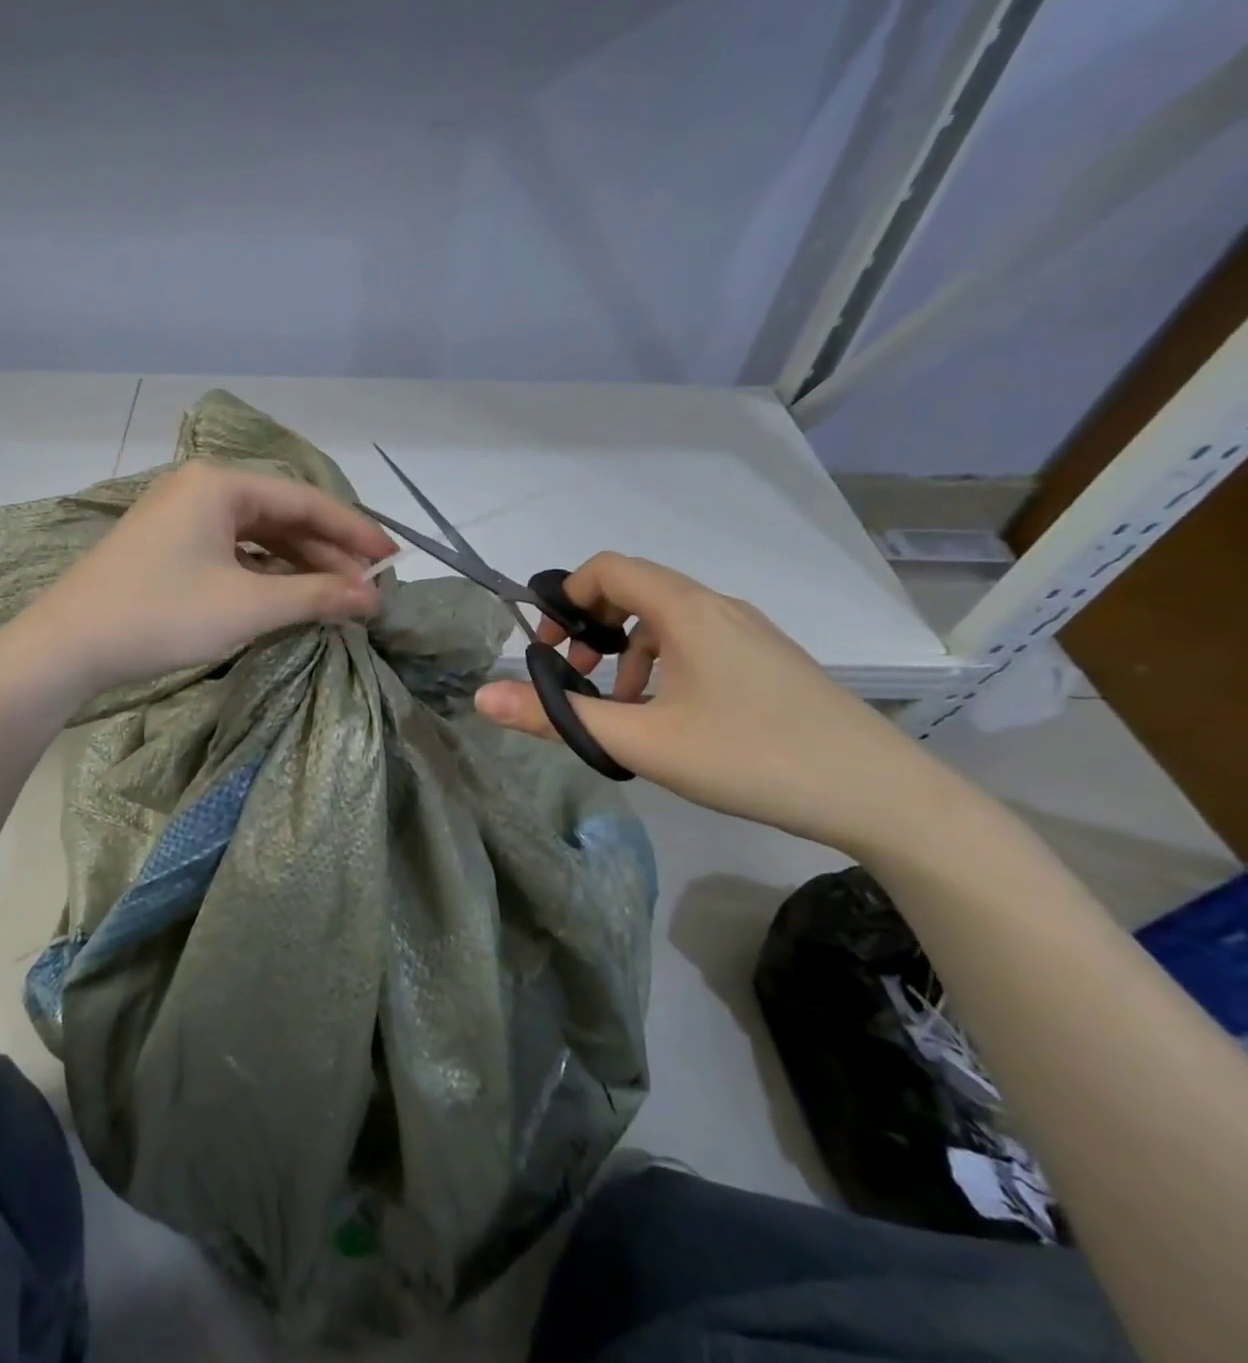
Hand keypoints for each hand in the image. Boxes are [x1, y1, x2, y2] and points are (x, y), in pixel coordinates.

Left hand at [17, 461, 394, 693]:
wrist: (67, 646)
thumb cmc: (161, 616)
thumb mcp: (247, 607)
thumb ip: (316, 596)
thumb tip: (373, 598)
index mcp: (220, 484)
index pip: (305, 501)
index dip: (354, 531)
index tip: (392, 559)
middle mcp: (201, 488)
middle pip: (281, 515)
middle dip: (327, 553)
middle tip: (367, 588)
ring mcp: (180, 516)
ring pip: (256, 535)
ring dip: (297, 565)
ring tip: (336, 597)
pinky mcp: (167, 545)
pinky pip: (231, 551)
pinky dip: (264, 573)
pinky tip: (287, 596)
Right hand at [475, 552, 967, 855]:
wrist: (879, 794)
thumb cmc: (750, 757)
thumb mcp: (641, 742)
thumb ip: (558, 718)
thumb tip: (482, 698)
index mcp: (686, 611)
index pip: (608, 568)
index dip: (565, 597)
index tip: (548, 648)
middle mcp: (717, 607)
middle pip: (634, 591)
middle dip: (590, 629)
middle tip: (575, 679)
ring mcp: (749, 632)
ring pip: (665, 621)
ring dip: (625, 652)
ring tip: (620, 708)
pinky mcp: (767, 660)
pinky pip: (696, 642)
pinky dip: (662, 665)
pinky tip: (670, 718)